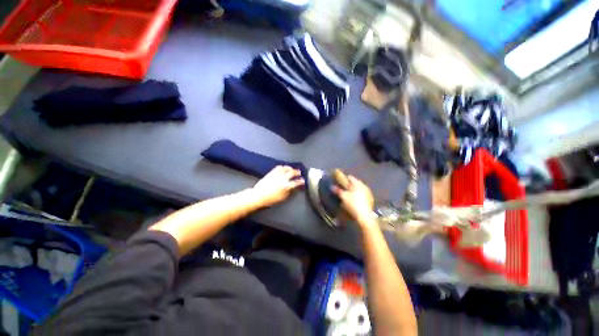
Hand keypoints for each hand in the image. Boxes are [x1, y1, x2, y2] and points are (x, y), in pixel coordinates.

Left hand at [252, 166, 303, 205]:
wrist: (258, 196)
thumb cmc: (270, 199)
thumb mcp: (282, 198)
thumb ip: (289, 192)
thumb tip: (292, 188)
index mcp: (286, 186)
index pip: (296, 182)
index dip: (301, 181)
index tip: (303, 181)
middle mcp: (283, 178)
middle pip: (292, 172)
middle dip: (297, 172)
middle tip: (299, 172)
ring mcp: (277, 174)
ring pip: (286, 168)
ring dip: (290, 168)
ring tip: (292, 169)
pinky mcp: (271, 172)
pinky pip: (278, 167)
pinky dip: (282, 167)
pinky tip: (283, 168)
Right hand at [332, 175, 374, 224]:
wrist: (364, 216)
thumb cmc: (353, 204)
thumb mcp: (343, 196)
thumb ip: (338, 190)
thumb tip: (332, 186)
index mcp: (357, 183)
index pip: (350, 177)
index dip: (344, 178)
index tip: (339, 181)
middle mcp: (364, 186)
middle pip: (355, 183)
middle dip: (349, 185)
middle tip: (343, 188)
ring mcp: (368, 193)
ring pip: (359, 189)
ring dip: (354, 190)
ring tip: (348, 195)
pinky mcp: (370, 200)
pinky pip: (363, 195)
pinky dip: (358, 196)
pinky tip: (355, 200)